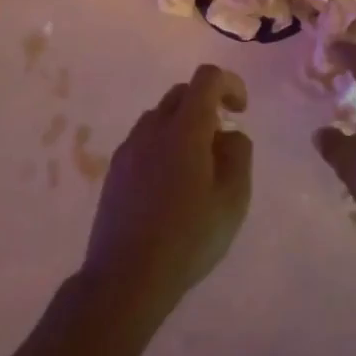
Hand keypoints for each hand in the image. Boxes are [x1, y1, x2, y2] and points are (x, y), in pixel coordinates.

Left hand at [81, 64, 252, 323]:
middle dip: (207, 104)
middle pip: (182, 93)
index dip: (230, 84)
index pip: (207, 78)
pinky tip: (170, 185)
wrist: (126, 278)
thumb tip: (229, 134)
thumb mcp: (233, 198)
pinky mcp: (114, 170)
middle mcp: (152, 127)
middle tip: (222, 140)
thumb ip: (239, 154)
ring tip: (197, 166)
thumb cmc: (189, 237)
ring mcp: (129, 148)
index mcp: (185, 128)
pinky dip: (163, 145)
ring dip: (183, 125)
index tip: (241, 111)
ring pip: (160, 117)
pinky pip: (144, 141)